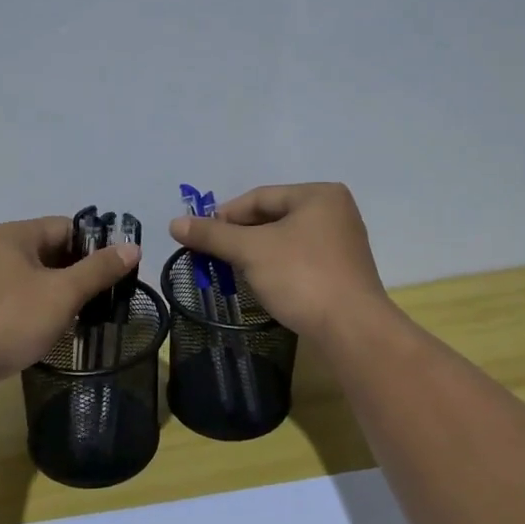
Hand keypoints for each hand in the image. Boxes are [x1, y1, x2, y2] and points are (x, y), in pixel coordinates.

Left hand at [0, 218, 138, 406]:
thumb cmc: (8, 320)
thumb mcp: (61, 293)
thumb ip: (98, 270)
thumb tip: (133, 248)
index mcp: (13, 235)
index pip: (67, 227)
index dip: (96, 246)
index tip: (119, 272)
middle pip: (51, 251)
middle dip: (81, 273)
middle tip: (108, 298)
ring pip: (36, 279)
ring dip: (61, 294)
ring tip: (86, 316)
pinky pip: (19, 300)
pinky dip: (40, 310)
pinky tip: (54, 330)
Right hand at [167, 182, 389, 342]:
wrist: (351, 328)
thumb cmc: (301, 277)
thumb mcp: (251, 251)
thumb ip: (213, 235)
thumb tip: (174, 223)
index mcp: (319, 195)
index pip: (260, 197)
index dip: (225, 215)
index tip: (199, 236)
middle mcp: (335, 211)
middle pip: (273, 217)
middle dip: (240, 236)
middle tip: (213, 255)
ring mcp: (342, 243)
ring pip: (285, 240)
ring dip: (256, 253)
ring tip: (232, 271)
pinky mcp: (342, 272)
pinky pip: (300, 260)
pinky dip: (277, 267)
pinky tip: (262, 283)